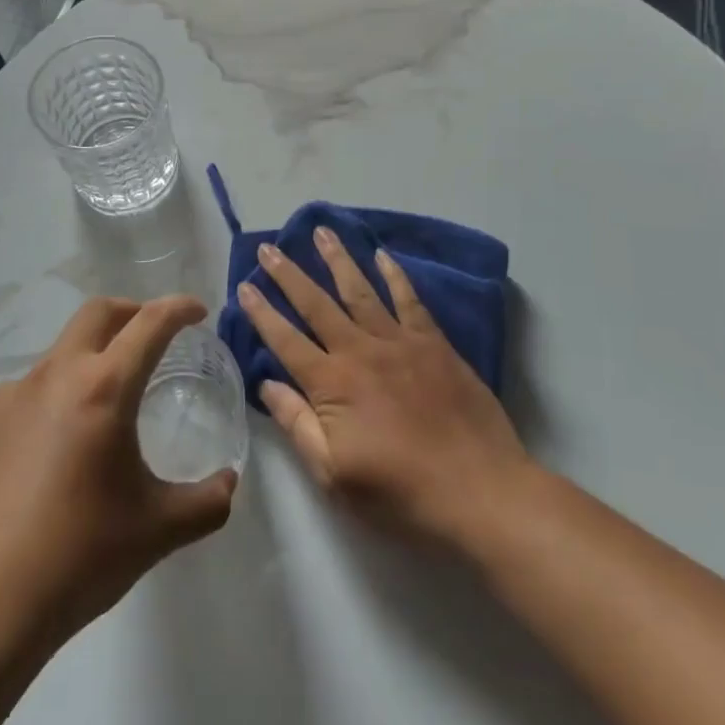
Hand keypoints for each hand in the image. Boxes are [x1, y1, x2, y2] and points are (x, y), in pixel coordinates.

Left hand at [0, 297, 237, 649]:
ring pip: (61, 353)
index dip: (178, 308)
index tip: (197, 311)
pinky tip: (58, 452)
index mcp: (102, 389)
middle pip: (97, 314)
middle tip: (155, 336)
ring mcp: (9, 398)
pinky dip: (58, 396)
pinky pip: (30, 392)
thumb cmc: (75, 560)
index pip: (149, 324)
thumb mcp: (156, 532)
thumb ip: (206, 503)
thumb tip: (228, 483)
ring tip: (107, 409)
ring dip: (92, 359)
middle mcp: (53, 377)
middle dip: (132, 312)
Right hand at [240, 229, 528, 548]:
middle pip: (317, 304)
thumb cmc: (401, 492)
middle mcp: (361, 351)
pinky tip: (382, 255)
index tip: (244, 286)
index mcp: (332, 383)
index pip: (286, 340)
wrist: (480, 490)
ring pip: (360, 290)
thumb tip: (267, 384)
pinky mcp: (434, 343)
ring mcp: (400, 342)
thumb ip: (298, 425)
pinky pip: (409, 300)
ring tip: (321, 232)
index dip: (262, 313)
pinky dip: (394, 275)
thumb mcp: (334, 475)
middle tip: (269, 247)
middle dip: (289, 275)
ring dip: (338, 260)